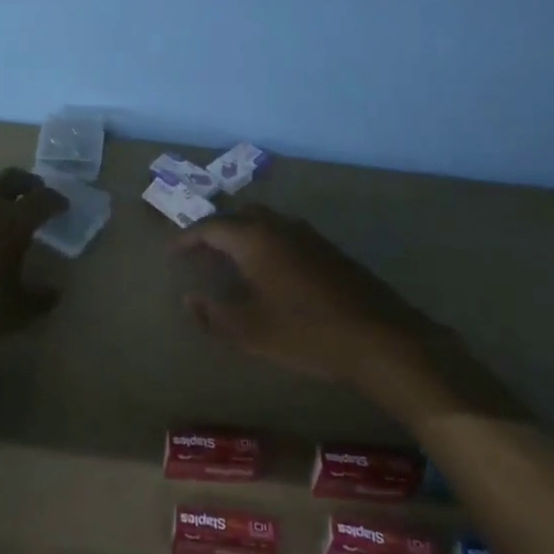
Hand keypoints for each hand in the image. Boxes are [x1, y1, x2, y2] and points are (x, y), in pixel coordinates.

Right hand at [174, 206, 440, 392]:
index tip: (173, 252)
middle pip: (238, 216)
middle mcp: (279, 226)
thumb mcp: (252, 331)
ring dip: (242, 234)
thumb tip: (190, 299)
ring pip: (265, 222)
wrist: (380, 338)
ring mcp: (307, 235)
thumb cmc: (307, 333)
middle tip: (199, 253)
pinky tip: (269, 271)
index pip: (211, 226)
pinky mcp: (328, 249)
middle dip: (215, 230)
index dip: (188, 238)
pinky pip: (284, 234)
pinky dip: (265, 243)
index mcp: (255, 239)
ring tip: (229, 260)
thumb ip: (214, 314)